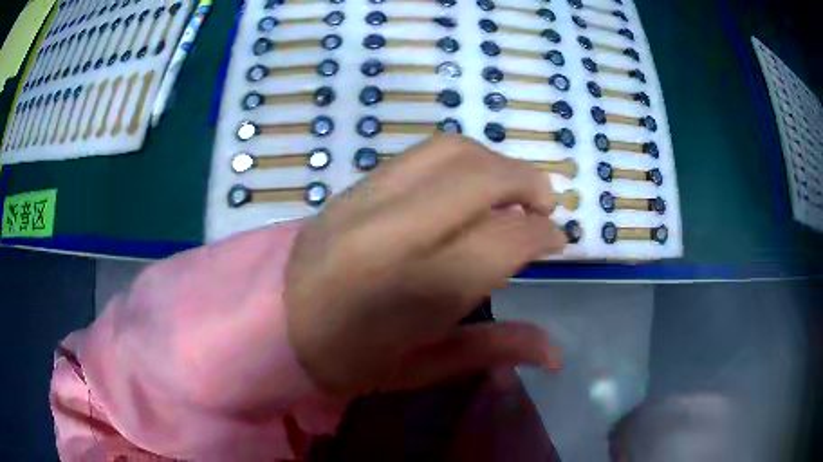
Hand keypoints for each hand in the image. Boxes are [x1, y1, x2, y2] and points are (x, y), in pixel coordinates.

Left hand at [285, 135, 565, 397]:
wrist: (268, 321)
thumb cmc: (343, 360)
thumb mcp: (416, 369)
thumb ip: (490, 351)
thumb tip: (555, 352)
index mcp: (415, 291)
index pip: (503, 239)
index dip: (543, 234)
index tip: (557, 240)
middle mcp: (395, 231)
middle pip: (482, 177)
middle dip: (529, 182)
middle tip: (546, 205)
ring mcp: (369, 198)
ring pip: (451, 150)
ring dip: (496, 161)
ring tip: (511, 190)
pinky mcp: (354, 186)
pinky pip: (421, 154)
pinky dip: (461, 160)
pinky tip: (467, 186)